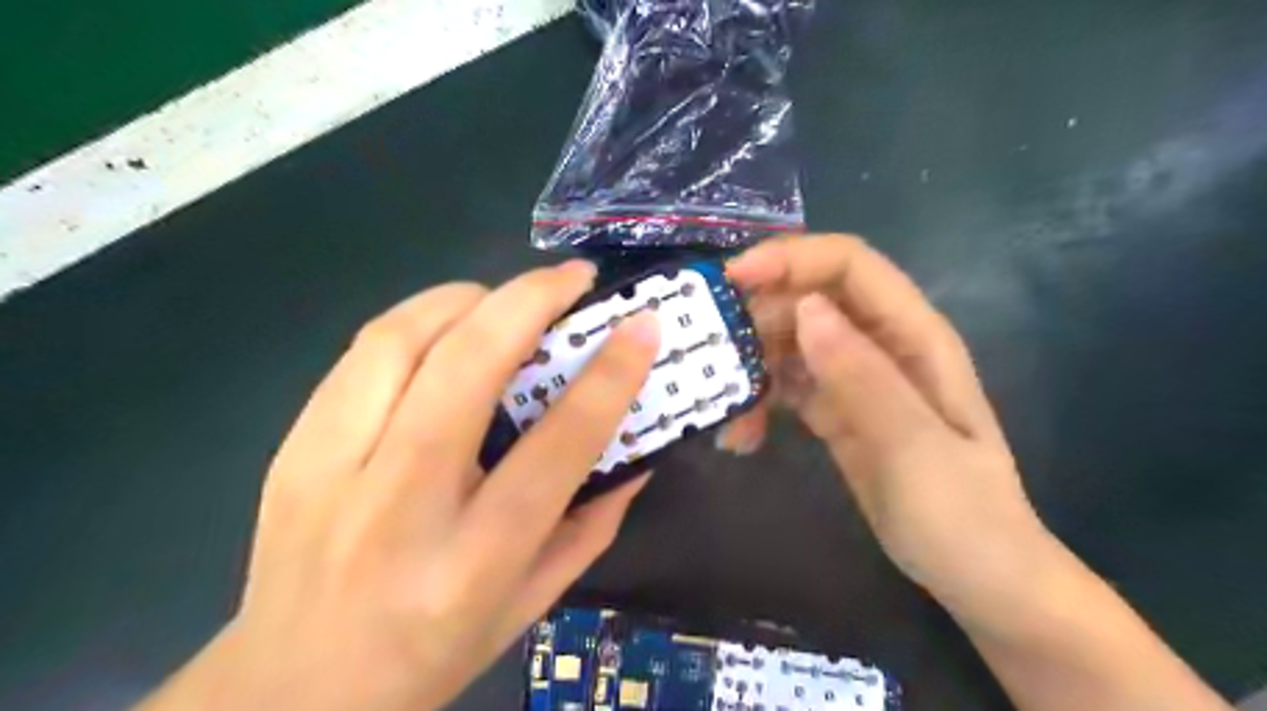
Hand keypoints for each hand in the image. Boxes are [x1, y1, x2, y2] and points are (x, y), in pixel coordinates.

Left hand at [142, 258, 657, 710]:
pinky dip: (418, 320)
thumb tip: (637, 453)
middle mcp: (400, 506)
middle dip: (530, 301)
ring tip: (508, 298)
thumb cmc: (431, 653)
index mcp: (473, 560)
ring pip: (401, 340)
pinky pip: (362, 353)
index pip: (556, 447)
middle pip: (467, 367)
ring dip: (468, 299)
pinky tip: (448, 326)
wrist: (290, 689)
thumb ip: (592, 525)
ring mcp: (331, 470)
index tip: (641, 327)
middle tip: (573, 278)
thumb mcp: (532, 604)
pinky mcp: (292, 448)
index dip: (608, 377)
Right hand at [721, 236, 1049, 600]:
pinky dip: (758, 402)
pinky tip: (741, 437)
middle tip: (711, 356)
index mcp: (912, 335)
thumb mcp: (914, 445)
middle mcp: (880, 344)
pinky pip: (786, 386)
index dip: (791, 258)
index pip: (849, 266)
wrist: (974, 573)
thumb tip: (805, 309)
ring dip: (751, 368)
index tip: (732, 278)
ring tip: (728, 417)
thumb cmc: (960, 512)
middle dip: (756, 319)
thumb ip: (861, 375)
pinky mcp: (834, 409)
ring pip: (789, 344)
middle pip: (808, 300)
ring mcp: (854, 377)